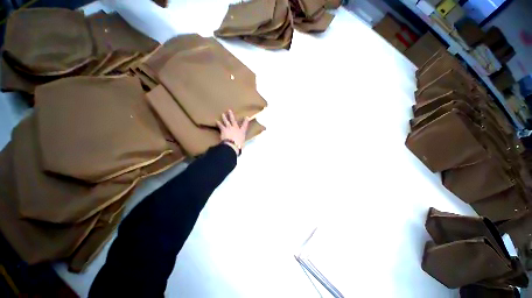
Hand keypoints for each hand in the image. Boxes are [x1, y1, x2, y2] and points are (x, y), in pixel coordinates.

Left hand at [216, 110, 249, 154]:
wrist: (232, 144)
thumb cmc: (239, 145)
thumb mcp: (243, 143)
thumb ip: (241, 141)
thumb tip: (242, 144)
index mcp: (242, 131)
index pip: (245, 125)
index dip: (246, 121)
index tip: (246, 117)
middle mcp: (235, 128)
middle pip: (233, 120)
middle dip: (231, 115)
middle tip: (229, 110)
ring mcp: (229, 128)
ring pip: (226, 121)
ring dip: (224, 117)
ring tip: (222, 114)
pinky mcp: (223, 130)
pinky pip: (220, 126)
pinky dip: (218, 123)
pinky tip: (216, 121)